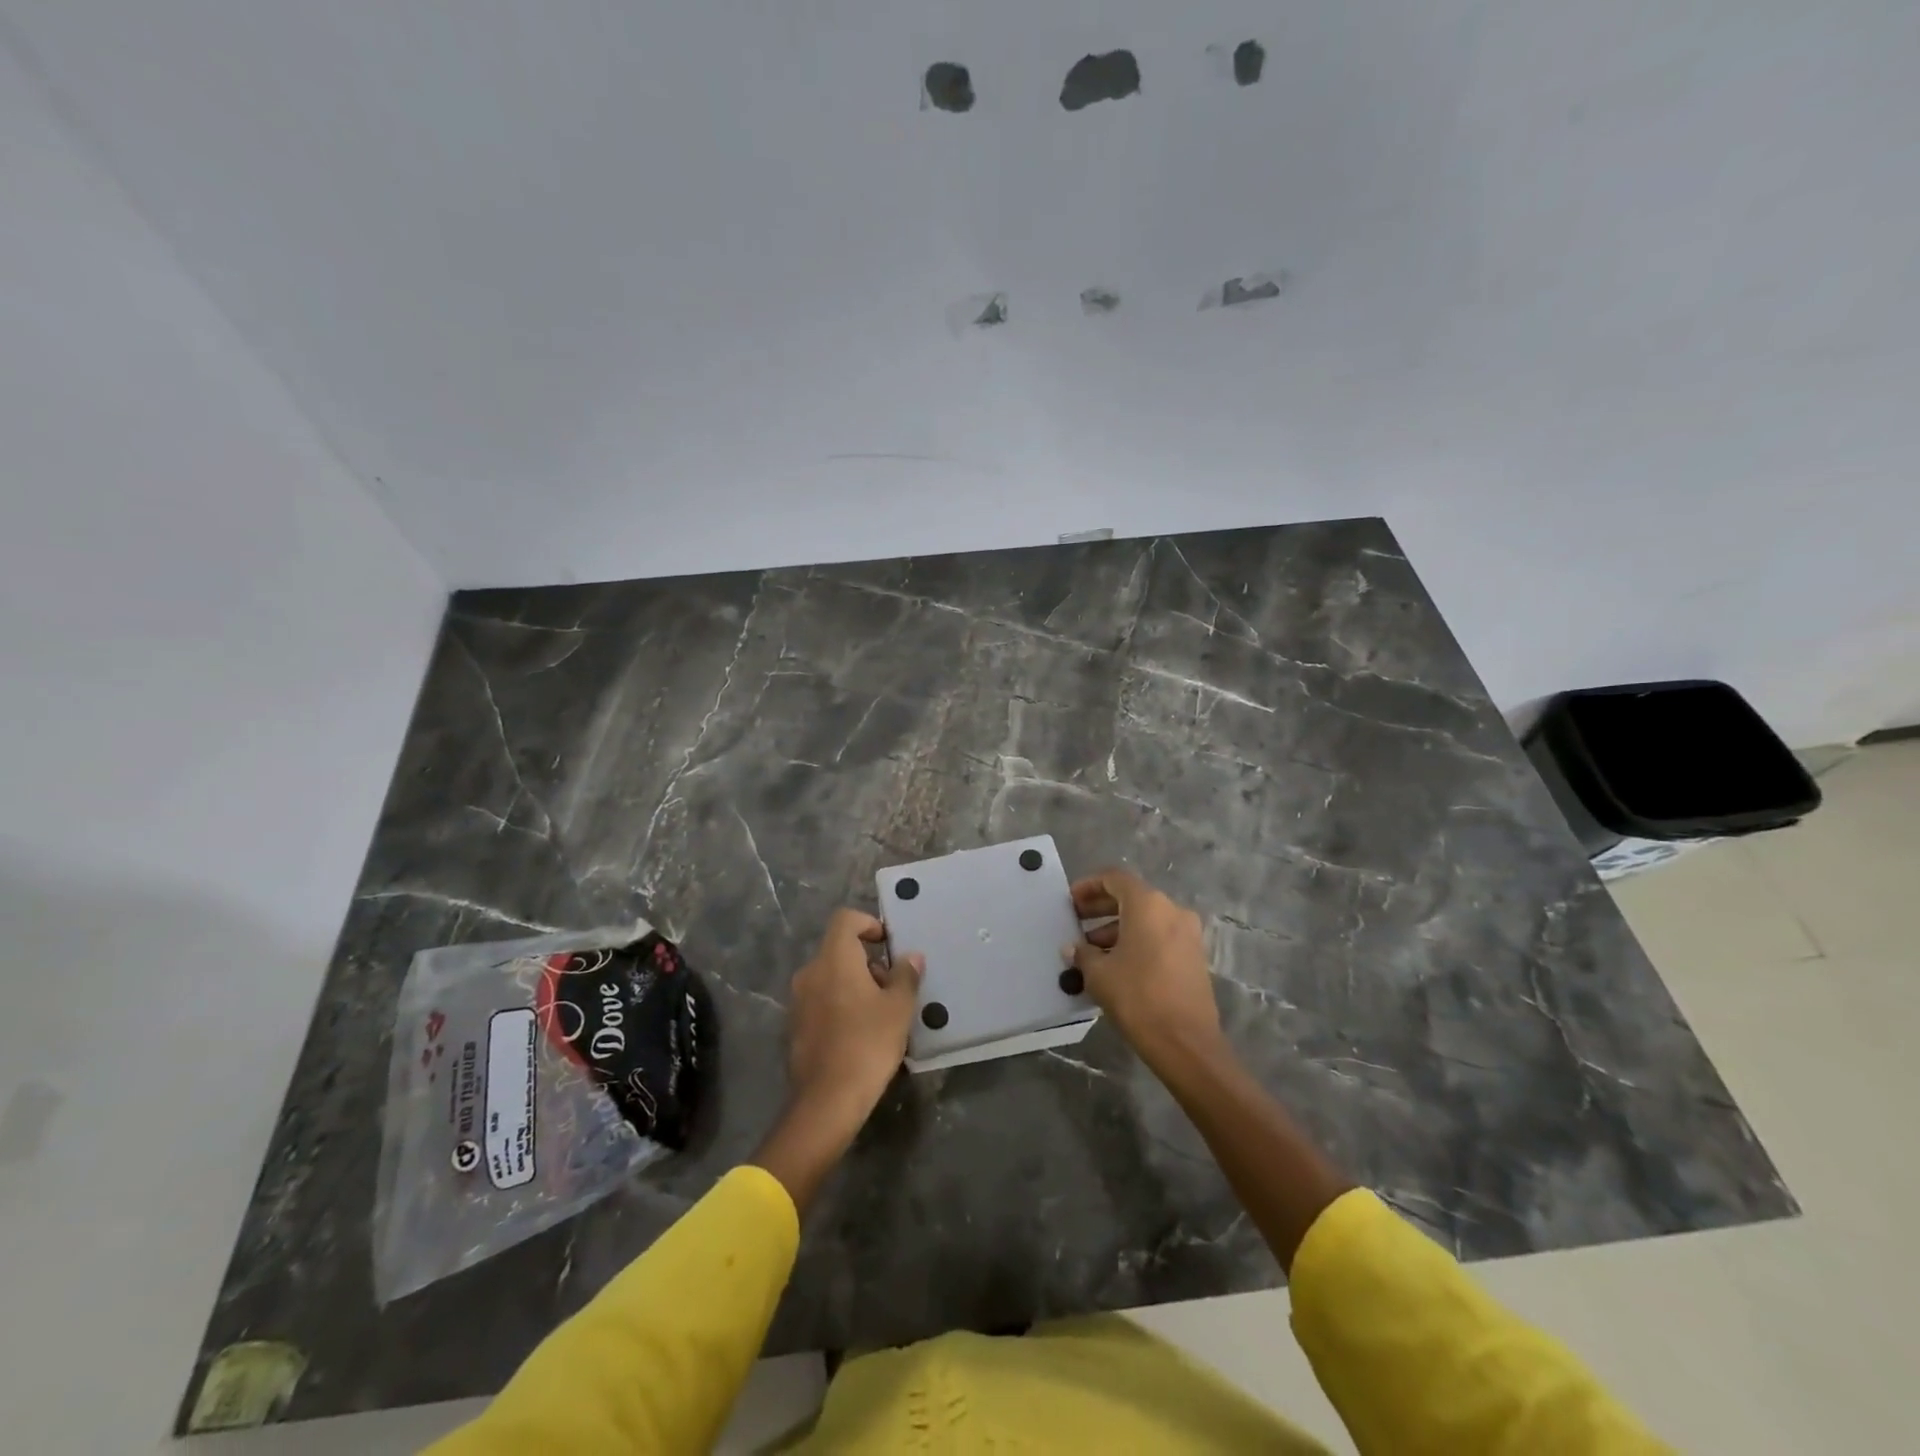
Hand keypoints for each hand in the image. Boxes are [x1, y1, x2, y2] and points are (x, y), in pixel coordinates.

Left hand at [785, 907, 921, 1126]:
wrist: (826, 1101)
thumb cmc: (867, 1044)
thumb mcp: (898, 1008)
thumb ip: (905, 976)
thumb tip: (911, 957)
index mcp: (834, 959)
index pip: (846, 919)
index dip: (869, 923)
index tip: (889, 945)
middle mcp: (811, 972)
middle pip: (839, 949)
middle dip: (868, 962)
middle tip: (893, 987)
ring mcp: (798, 1000)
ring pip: (831, 976)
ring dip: (855, 984)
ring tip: (881, 1013)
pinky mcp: (795, 1026)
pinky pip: (821, 1000)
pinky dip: (841, 1004)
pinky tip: (860, 1033)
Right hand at [1066, 869, 1222, 1066]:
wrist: (1186, 1043)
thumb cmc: (1138, 997)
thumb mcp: (1099, 973)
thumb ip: (1083, 953)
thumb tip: (1073, 948)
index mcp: (1148, 904)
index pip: (1115, 878)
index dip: (1089, 886)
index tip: (1070, 901)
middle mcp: (1171, 910)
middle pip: (1131, 897)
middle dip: (1101, 907)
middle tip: (1076, 922)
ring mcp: (1187, 933)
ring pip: (1145, 918)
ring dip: (1116, 928)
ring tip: (1090, 951)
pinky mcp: (1194, 955)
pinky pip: (1159, 936)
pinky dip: (1136, 941)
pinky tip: (1115, 964)